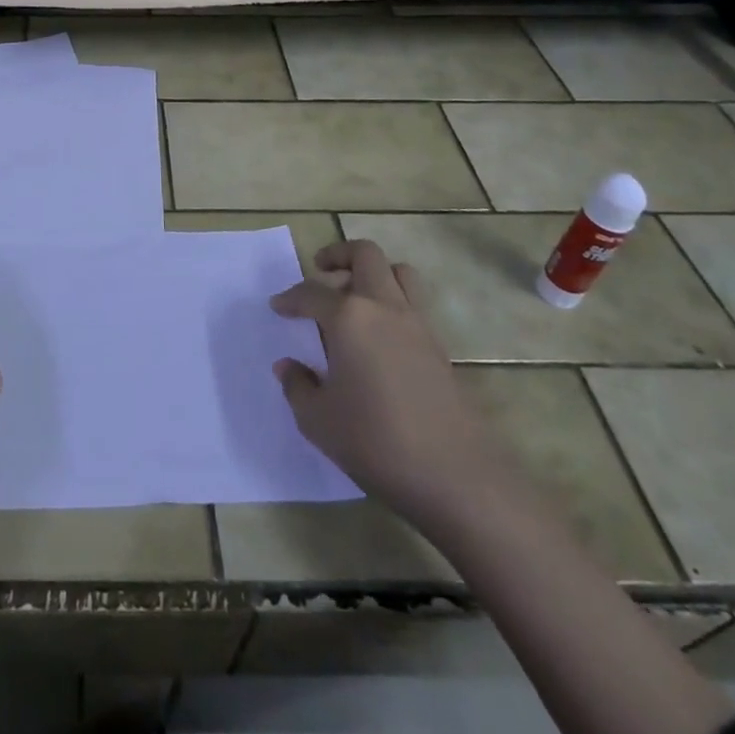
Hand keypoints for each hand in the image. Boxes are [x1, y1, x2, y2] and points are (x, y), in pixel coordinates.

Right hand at [270, 241, 515, 529]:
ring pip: (398, 272)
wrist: (457, 478)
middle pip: (365, 255)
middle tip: (320, 271)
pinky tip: (377, 337)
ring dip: (373, 273)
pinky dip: (392, 304)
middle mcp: (384, 308)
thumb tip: (288, 366)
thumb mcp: (318, 420)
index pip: (311, 293)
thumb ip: (297, 386)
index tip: (278, 307)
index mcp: (349, 317)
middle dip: (338, 255)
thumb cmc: (376, 442)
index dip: (290, 298)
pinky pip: (413, 304)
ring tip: (353, 295)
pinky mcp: (439, 348)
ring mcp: (417, 325)